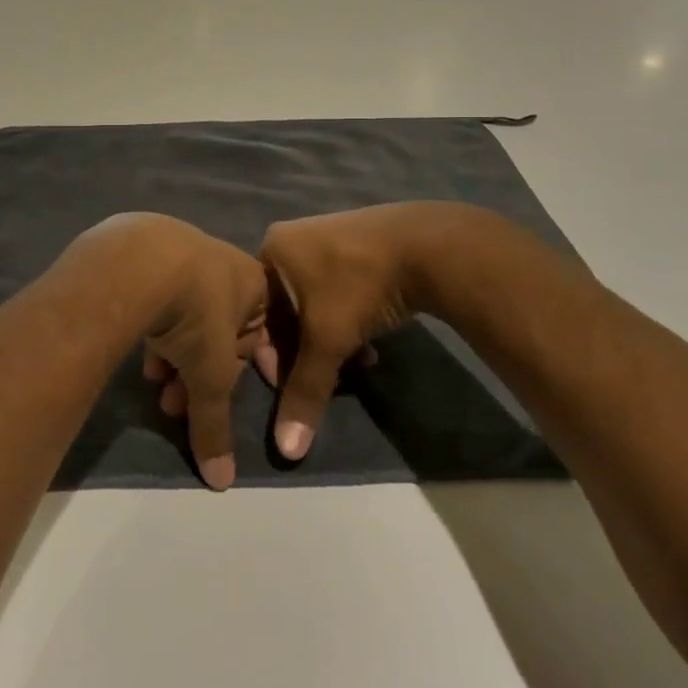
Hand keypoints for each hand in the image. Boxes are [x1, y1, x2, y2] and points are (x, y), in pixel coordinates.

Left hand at [77, 214, 266, 489]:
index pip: (255, 338)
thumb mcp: (212, 377)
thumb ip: (216, 426)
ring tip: (154, 385)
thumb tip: (222, 482)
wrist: (140, 259)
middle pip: (216, 329)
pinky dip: (152, 327)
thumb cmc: (196, 314)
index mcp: (253, 282)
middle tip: (174, 405)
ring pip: (184, 314)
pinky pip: (157, 296)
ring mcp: (181, 250)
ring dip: (173, 356)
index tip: (217, 399)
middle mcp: (222, 262)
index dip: (238, 375)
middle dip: (197, 373)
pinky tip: (138, 353)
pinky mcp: (144, 250)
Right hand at [258, 203, 454, 459]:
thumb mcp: (328, 340)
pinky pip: (339, 289)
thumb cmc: (359, 285)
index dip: (273, 357)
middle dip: (307, 350)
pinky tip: (371, 345)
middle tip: (329, 378)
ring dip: (331, 340)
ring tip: (355, 365)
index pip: (257, 314)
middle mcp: (292, 239)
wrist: (429, 245)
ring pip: (315, 304)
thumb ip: (305, 392)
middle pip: (286, 310)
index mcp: (270, 250)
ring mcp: (327, 237)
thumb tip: (286, 450)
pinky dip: (349, 319)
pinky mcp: (358, 243)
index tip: (295, 385)